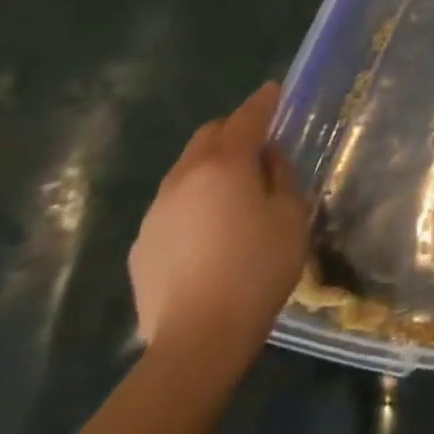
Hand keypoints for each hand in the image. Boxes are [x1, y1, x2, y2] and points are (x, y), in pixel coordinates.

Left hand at [129, 82, 309, 372]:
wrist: (197, 342)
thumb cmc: (257, 269)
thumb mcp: (291, 215)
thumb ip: (281, 175)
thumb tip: (267, 157)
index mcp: (224, 164)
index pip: (247, 117)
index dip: (264, 101)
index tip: (275, 91)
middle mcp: (184, 177)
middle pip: (208, 136)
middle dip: (233, 132)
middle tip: (258, 148)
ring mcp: (156, 211)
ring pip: (186, 170)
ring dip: (211, 168)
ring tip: (233, 194)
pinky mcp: (141, 244)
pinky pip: (172, 205)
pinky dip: (193, 202)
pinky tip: (208, 233)